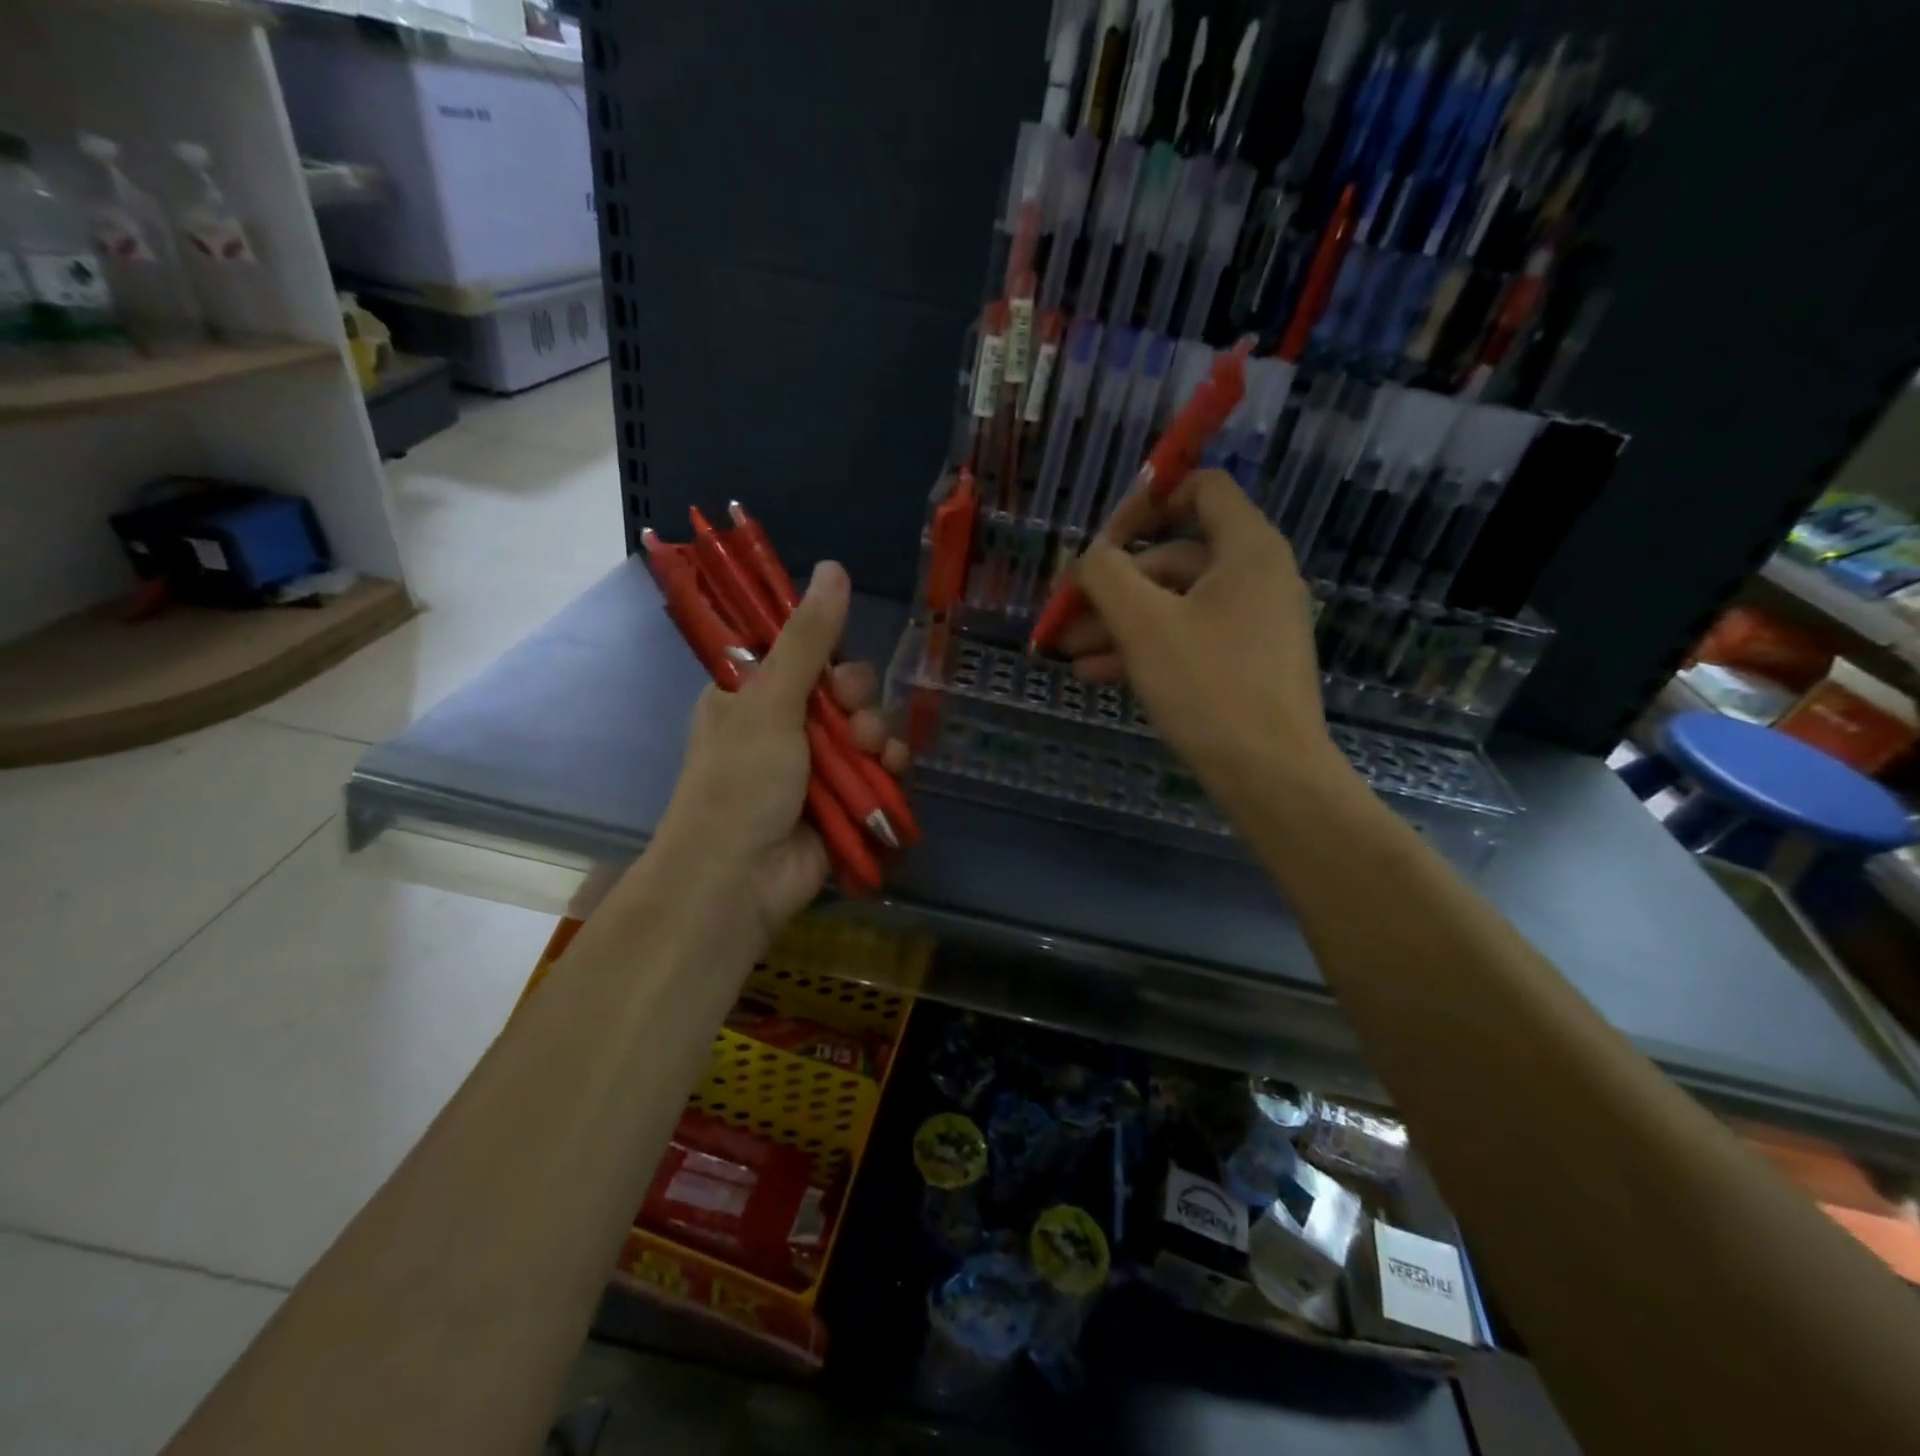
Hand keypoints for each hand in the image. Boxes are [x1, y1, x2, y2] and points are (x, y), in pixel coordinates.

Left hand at [652, 561, 908, 939]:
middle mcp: (783, 726)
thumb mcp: (770, 702)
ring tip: (870, 751)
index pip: (802, 653)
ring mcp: (815, 766)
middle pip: (843, 689)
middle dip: (857, 699)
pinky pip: (879, 768)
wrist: (739, 881)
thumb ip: (807, 639)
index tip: (834, 663)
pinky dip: (891, 766)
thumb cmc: (741, 783)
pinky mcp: (843, 799)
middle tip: (849, 715)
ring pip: (867, 727)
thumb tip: (832, 567)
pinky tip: (894, 769)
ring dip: (877, 733)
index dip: (828, 653)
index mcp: (751, 696)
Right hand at [1061, 469, 1350, 810]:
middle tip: (1065, 614)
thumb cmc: (1209, 687)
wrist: (1270, 776)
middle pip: (1173, 557)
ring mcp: (1253, 624)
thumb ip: (1106, 575)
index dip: (1147, 502)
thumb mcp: (1144, 624)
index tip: (1103, 539)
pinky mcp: (1244, 664)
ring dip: (1118, 624)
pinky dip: (1145, 649)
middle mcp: (1257, 577)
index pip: (1201, 489)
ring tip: (1069, 653)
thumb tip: (1089, 557)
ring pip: (1174, 606)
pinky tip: (1096, 674)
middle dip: (1113, 586)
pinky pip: (1188, 640)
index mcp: (1247, 549)